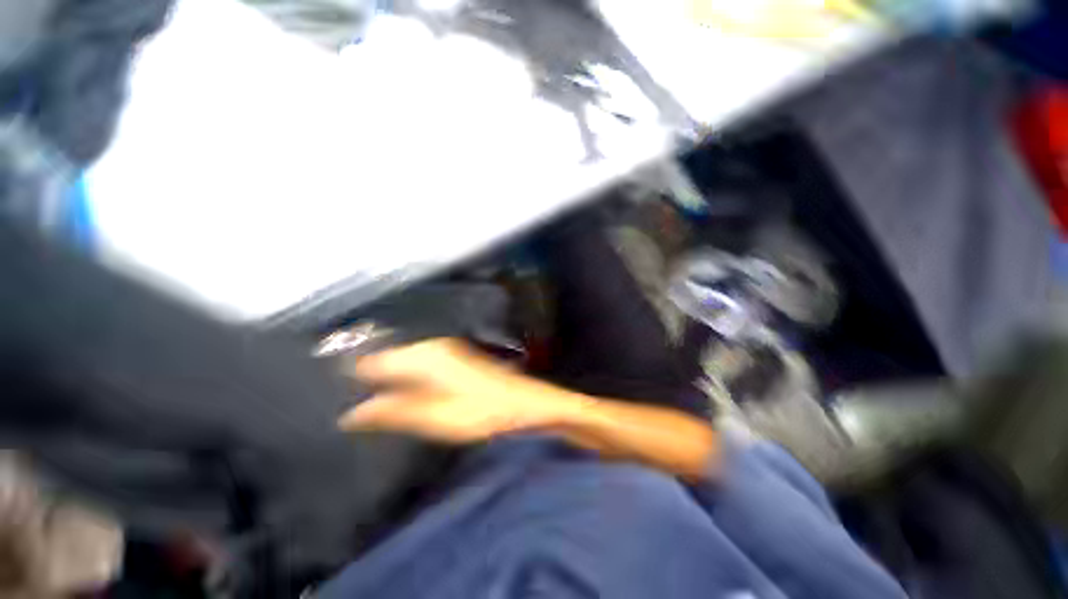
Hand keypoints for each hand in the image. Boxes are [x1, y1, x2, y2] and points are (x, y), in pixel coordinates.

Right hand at [338, 339, 580, 442]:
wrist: (523, 402)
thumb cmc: (483, 411)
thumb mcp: (436, 417)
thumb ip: (394, 412)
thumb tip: (351, 413)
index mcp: (424, 357)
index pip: (373, 362)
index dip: (350, 377)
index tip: (325, 395)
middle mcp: (431, 347)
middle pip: (386, 359)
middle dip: (364, 379)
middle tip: (341, 405)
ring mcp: (444, 351)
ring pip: (401, 362)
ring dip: (383, 380)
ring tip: (362, 404)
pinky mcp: (452, 359)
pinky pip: (416, 365)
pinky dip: (402, 378)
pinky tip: (396, 395)